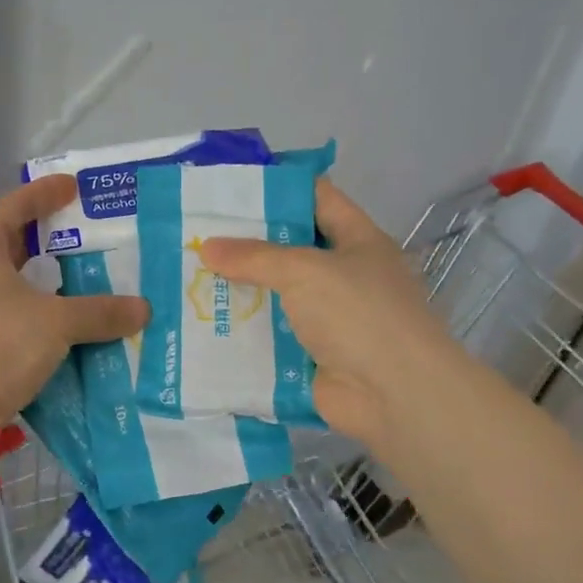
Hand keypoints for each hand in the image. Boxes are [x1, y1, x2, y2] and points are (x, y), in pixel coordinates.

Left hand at [0, 175, 148, 462]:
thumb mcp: (53, 322)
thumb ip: (99, 312)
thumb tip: (143, 309)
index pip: (13, 207)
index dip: (44, 194)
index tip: (74, 186)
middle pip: (13, 250)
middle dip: (51, 245)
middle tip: (94, 241)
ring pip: (17, 295)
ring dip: (52, 294)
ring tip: (96, 289)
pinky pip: (16, 330)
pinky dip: (44, 330)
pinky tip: (77, 338)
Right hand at [197, 179, 452, 452]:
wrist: (393, 394)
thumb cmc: (358, 314)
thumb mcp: (305, 271)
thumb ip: (255, 257)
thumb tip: (208, 248)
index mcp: (356, 241)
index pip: (316, 199)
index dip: (277, 188)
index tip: (229, 187)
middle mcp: (343, 276)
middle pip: (289, 250)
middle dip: (245, 244)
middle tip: (195, 234)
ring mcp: (327, 319)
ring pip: (275, 296)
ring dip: (238, 291)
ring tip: (188, 277)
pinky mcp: (309, 356)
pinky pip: (270, 338)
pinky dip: (242, 333)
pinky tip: (202, 324)